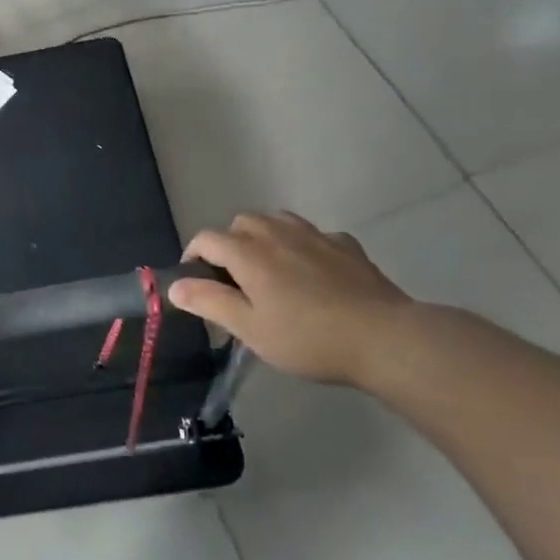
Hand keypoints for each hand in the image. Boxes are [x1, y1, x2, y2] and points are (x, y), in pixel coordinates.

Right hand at [169, 213, 412, 384]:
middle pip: (241, 222)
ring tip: (270, 268)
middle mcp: (277, 234)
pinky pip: (314, 234)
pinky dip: (303, 245)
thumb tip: (174, 285)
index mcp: (248, 253)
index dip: (193, 256)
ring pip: (277, 220)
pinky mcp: (346, 246)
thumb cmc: (308, 338)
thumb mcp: (250, 329)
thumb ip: (209, 302)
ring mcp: (315, 236)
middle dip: (229, 242)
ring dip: (264, 236)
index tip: (196, 283)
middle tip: (234, 278)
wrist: (384, 338)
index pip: (206, 239)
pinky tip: (313, 270)